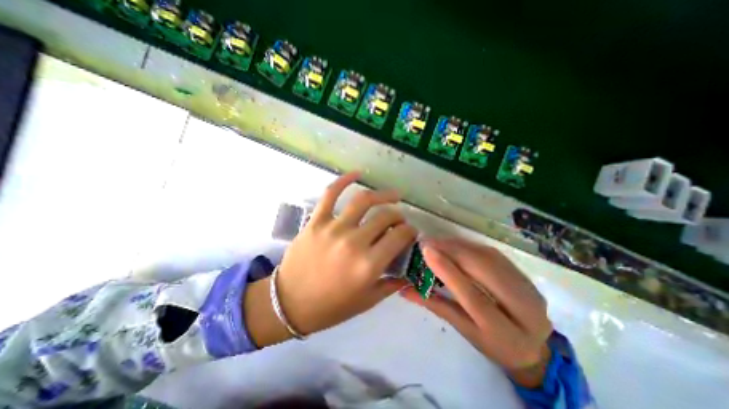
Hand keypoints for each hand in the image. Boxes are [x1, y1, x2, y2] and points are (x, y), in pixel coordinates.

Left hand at [244, 171, 414, 346]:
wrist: (289, 303)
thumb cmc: (330, 307)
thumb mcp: (366, 301)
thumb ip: (391, 284)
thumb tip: (408, 270)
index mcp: (368, 265)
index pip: (399, 237)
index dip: (410, 231)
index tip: (410, 232)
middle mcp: (354, 242)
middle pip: (385, 217)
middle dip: (398, 216)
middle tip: (400, 219)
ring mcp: (333, 228)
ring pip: (363, 201)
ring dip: (383, 195)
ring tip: (393, 195)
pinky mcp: (316, 221)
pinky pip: (331, 194)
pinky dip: (344, 180)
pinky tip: (356, 173)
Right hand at [402, 239, 550, 388]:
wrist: (532, 347)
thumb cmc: (492, 344)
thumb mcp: (463, 330)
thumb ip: (435, 306)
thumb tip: (404, 289)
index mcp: (505, 333)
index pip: (473, 297)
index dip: (448, 271)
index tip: (427, 251)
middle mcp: (525, 309)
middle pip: (485, 270)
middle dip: (453, 251)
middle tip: (428, 242)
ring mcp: (529, 288)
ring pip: (489, 257)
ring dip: (460, 245)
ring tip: (437, 242)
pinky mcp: (524, 274)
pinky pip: (493, 253)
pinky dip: (470, 246)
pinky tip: (454, 244)